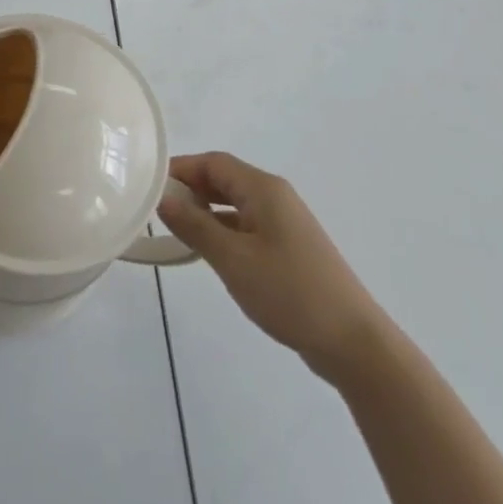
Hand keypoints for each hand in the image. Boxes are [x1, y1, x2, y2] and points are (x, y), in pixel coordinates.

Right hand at [158, 151, 384, 383]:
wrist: (353, 341)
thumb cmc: (289, 292)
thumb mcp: (233, 259)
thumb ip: (194, 225)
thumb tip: (163, 198)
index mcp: (263, 188)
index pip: (213, 162)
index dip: (180, 169)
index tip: (149, 187)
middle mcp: (275, 196)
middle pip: (224, 179)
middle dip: (190, 190)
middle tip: (157, 211)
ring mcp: (285, 222)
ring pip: (235, 204)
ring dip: (206, 213)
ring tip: (176, 233)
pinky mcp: (290, 247)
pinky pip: (247, 225)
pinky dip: (224, 231)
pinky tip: (209, 253)